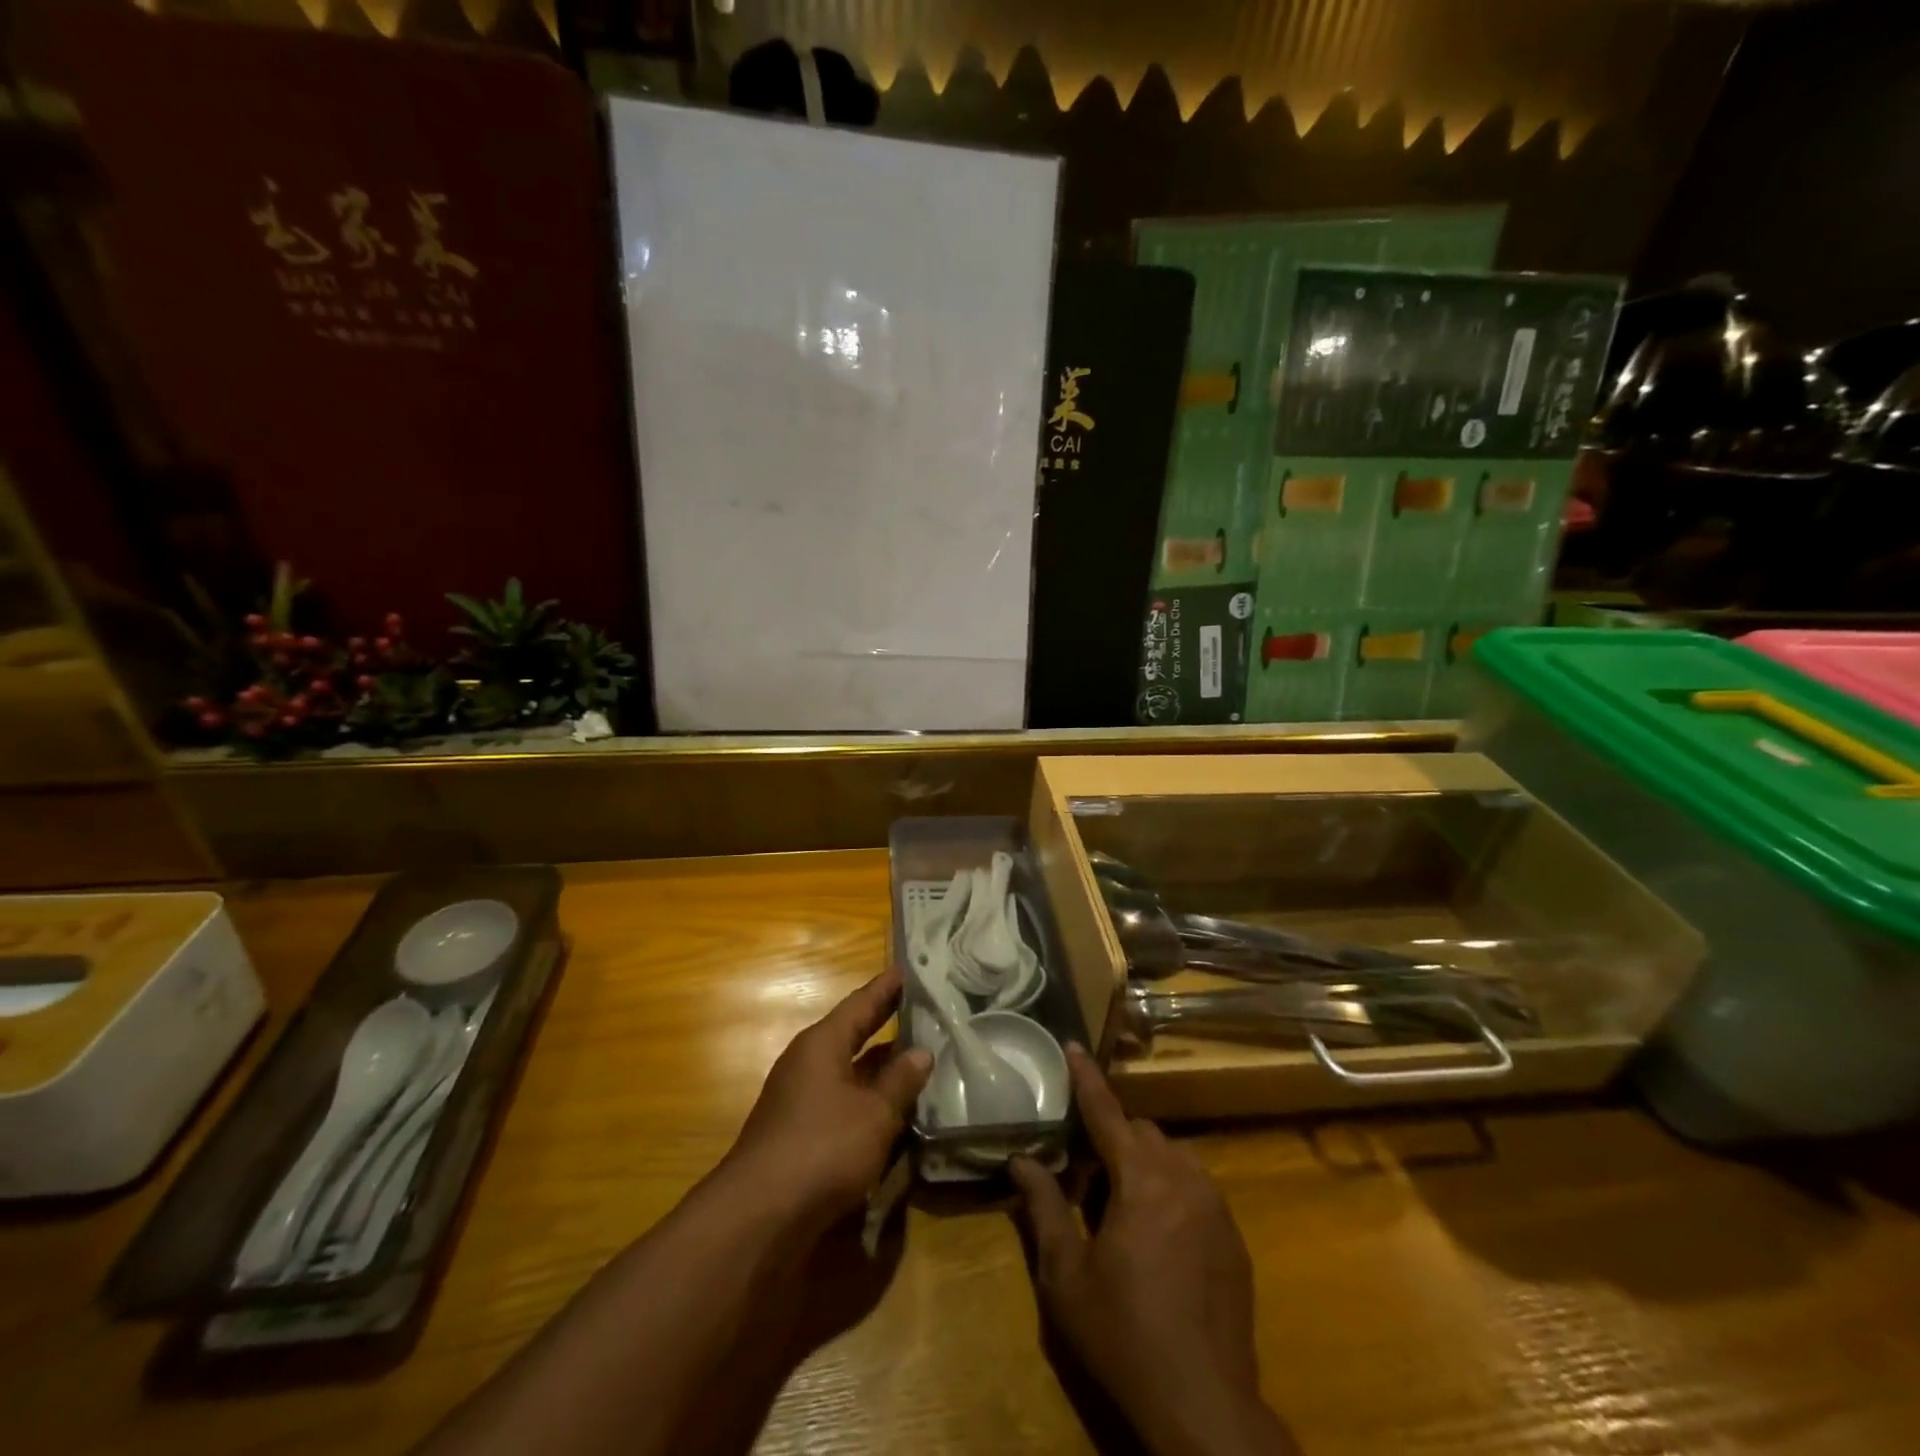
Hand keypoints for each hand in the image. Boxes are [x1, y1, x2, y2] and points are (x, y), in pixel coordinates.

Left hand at [722, 969, 931, 1233]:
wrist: (759, 1216)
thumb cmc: (822, 1148)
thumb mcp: (874, 1114)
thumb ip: (899, 1082)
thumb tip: (921, 1051)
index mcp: (822, 1045)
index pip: (860, 1004)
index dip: (885, 988)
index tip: (906, 970)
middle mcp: (807, 1064)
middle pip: (851, 1034)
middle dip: (883, 1022)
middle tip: (918, 1007)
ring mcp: (800, 1100)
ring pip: (848, 1072)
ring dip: (878, 1066)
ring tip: (916, 1056)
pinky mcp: (799, 1134)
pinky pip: (842, 1102)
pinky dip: (867, 1099)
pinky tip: (891, 1109)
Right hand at [1010, 1047, 1294, 1455]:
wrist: (1204, 1406)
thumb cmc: (1124, 1335)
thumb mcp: (1066, 1276)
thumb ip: (1043, 1208)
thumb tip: (1020, 1160)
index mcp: (1142, 1180)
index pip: (1107, 1112)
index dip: (1086, 1078)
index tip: (1073, 1045)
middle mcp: (1184, 1180)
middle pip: (1142, 1132)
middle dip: (1111, 1137)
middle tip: (1083, 1170)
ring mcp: (1216, 1208)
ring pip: (1173, 1157)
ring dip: (1142, 1163)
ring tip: (1118, 1205)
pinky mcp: (1234, 1238)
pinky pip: (1196, 1189)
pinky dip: (1169, 1190)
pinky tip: (1155, 1236)